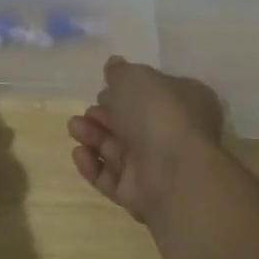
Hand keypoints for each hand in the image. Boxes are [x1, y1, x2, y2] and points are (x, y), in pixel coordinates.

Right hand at [66, 57, 223, 223]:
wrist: (172, 171)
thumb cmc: (158, 112)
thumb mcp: (134, 77)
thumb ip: (120, 71)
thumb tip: (114, 64)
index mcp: (183, 101)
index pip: (152, 93)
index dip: (127, 89)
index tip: (105, 86)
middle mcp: (172, 133)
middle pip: (130, 122)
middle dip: (104, 114)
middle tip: (88, 110)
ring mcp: (156, 166)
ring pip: (117, 149)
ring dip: (93, 136)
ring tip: (74, 128)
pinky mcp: (139, 194)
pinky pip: (110, 177)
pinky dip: (93, 165)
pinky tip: (79, 153)